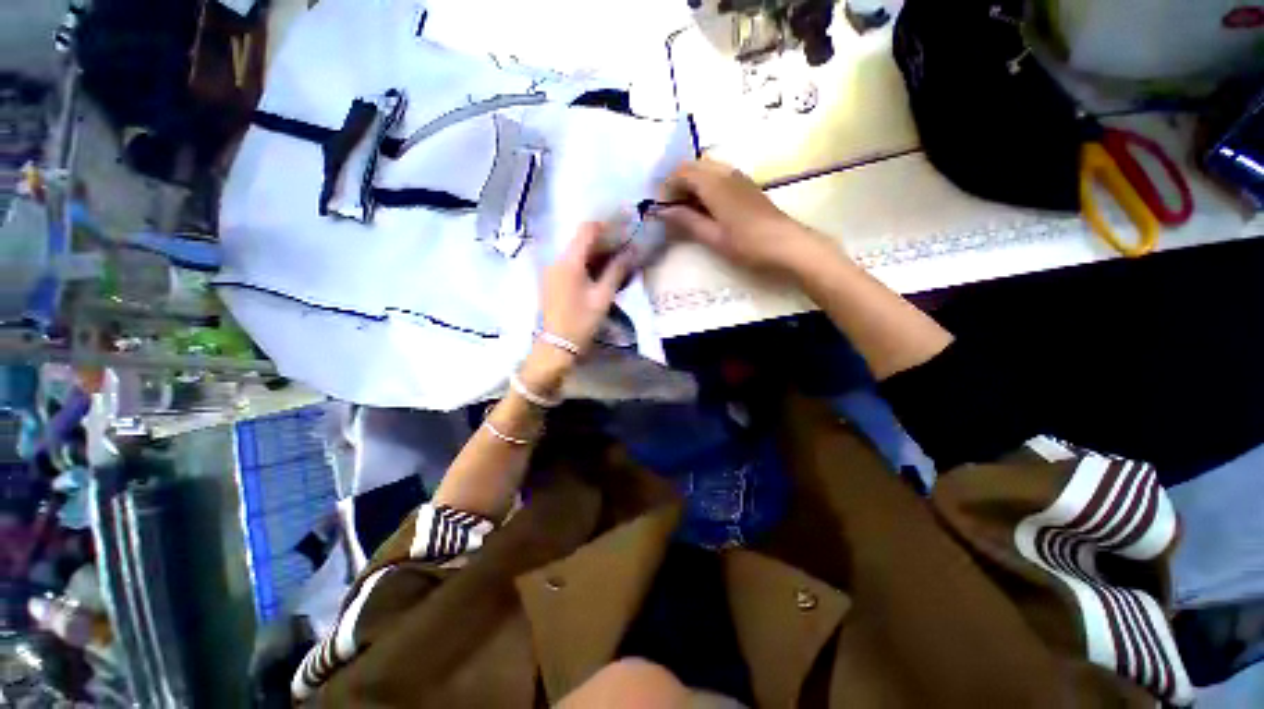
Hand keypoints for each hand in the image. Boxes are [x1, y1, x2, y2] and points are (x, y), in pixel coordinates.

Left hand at [540, 222, 634, 354]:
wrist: (557, 346)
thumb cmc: (581, 321)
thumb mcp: (603, 297)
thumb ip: (616, 271)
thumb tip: (631, 251)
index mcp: (569, 262)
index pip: (586, 230)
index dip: (605, 226)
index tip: (622, 230)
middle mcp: (556, 261)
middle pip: (580, 241)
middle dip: (602, 241)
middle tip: (623, 247)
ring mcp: (551, 271)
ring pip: (575, 253)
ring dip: (594, 253)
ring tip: (614, 261)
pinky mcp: (551, 281)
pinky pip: (569, 264)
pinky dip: (585, 263)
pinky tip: (598, 273)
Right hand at [656, 159, 829, 279]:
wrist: (786, 244)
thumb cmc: (747, 244)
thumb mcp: (712, 237)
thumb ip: (686, 221)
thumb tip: (662, 212)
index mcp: (714, 184)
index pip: (682, 172)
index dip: (666, 187)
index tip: (660, 208)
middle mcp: (725, 173)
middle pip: (693, 166)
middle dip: (677, 183)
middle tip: (670, 208)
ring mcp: (738, 177)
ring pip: (706, 169)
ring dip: (691, 184)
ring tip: (684, 209)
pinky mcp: (746, 185)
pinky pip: (718, 176)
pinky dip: (704, 186)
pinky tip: (704, 207)